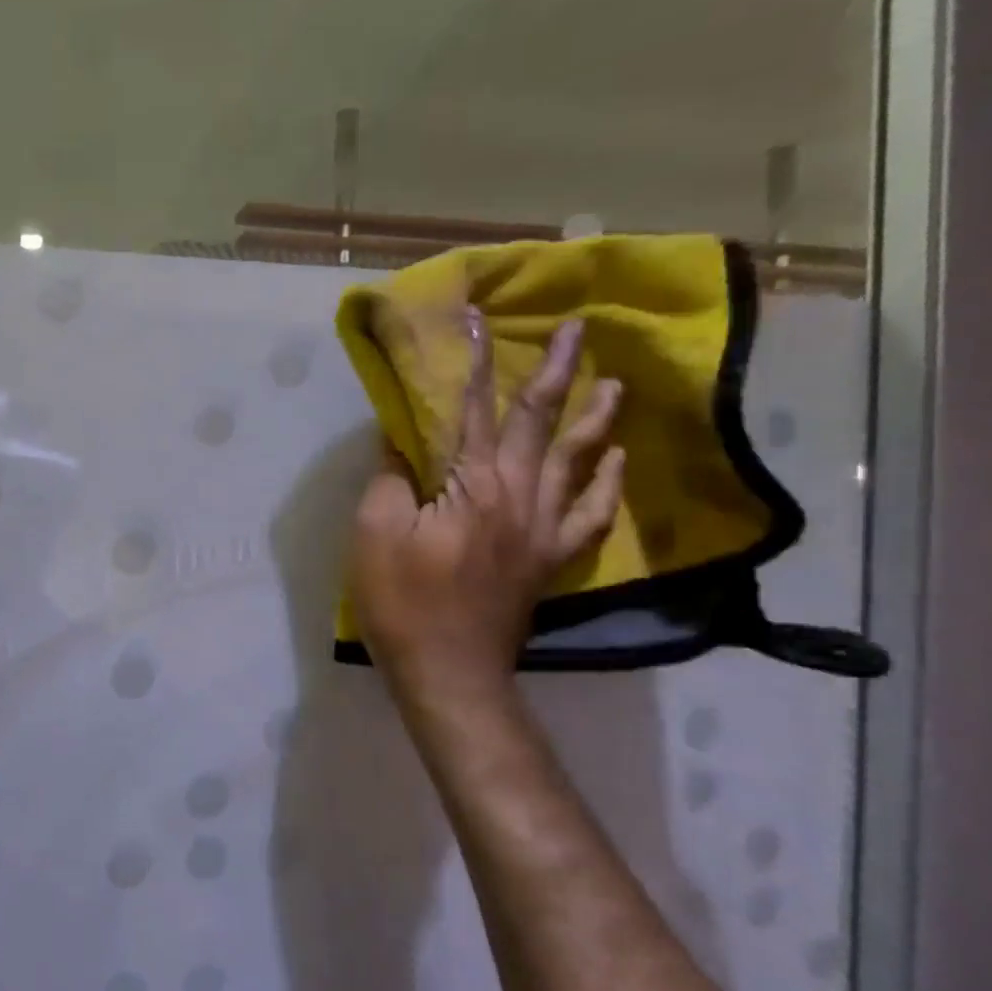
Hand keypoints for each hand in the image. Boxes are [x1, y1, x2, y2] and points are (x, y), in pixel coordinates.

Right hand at [349, 309, 623, 702]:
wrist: (448, 671)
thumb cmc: (401, 600)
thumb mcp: (375, 532)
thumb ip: (392, 478)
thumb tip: (403, 438)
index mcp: (472, 485)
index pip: (473, 410)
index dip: (475, 363)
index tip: (481, 319)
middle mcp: (519, 496)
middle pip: (538, 424)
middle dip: (556, 372)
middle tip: (579, 330)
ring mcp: (542, 529)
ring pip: (575, 461)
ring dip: (595, 418)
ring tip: (616, 384)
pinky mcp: (550, 559)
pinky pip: (589, 514)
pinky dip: (605, 484)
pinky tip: (616, 462)